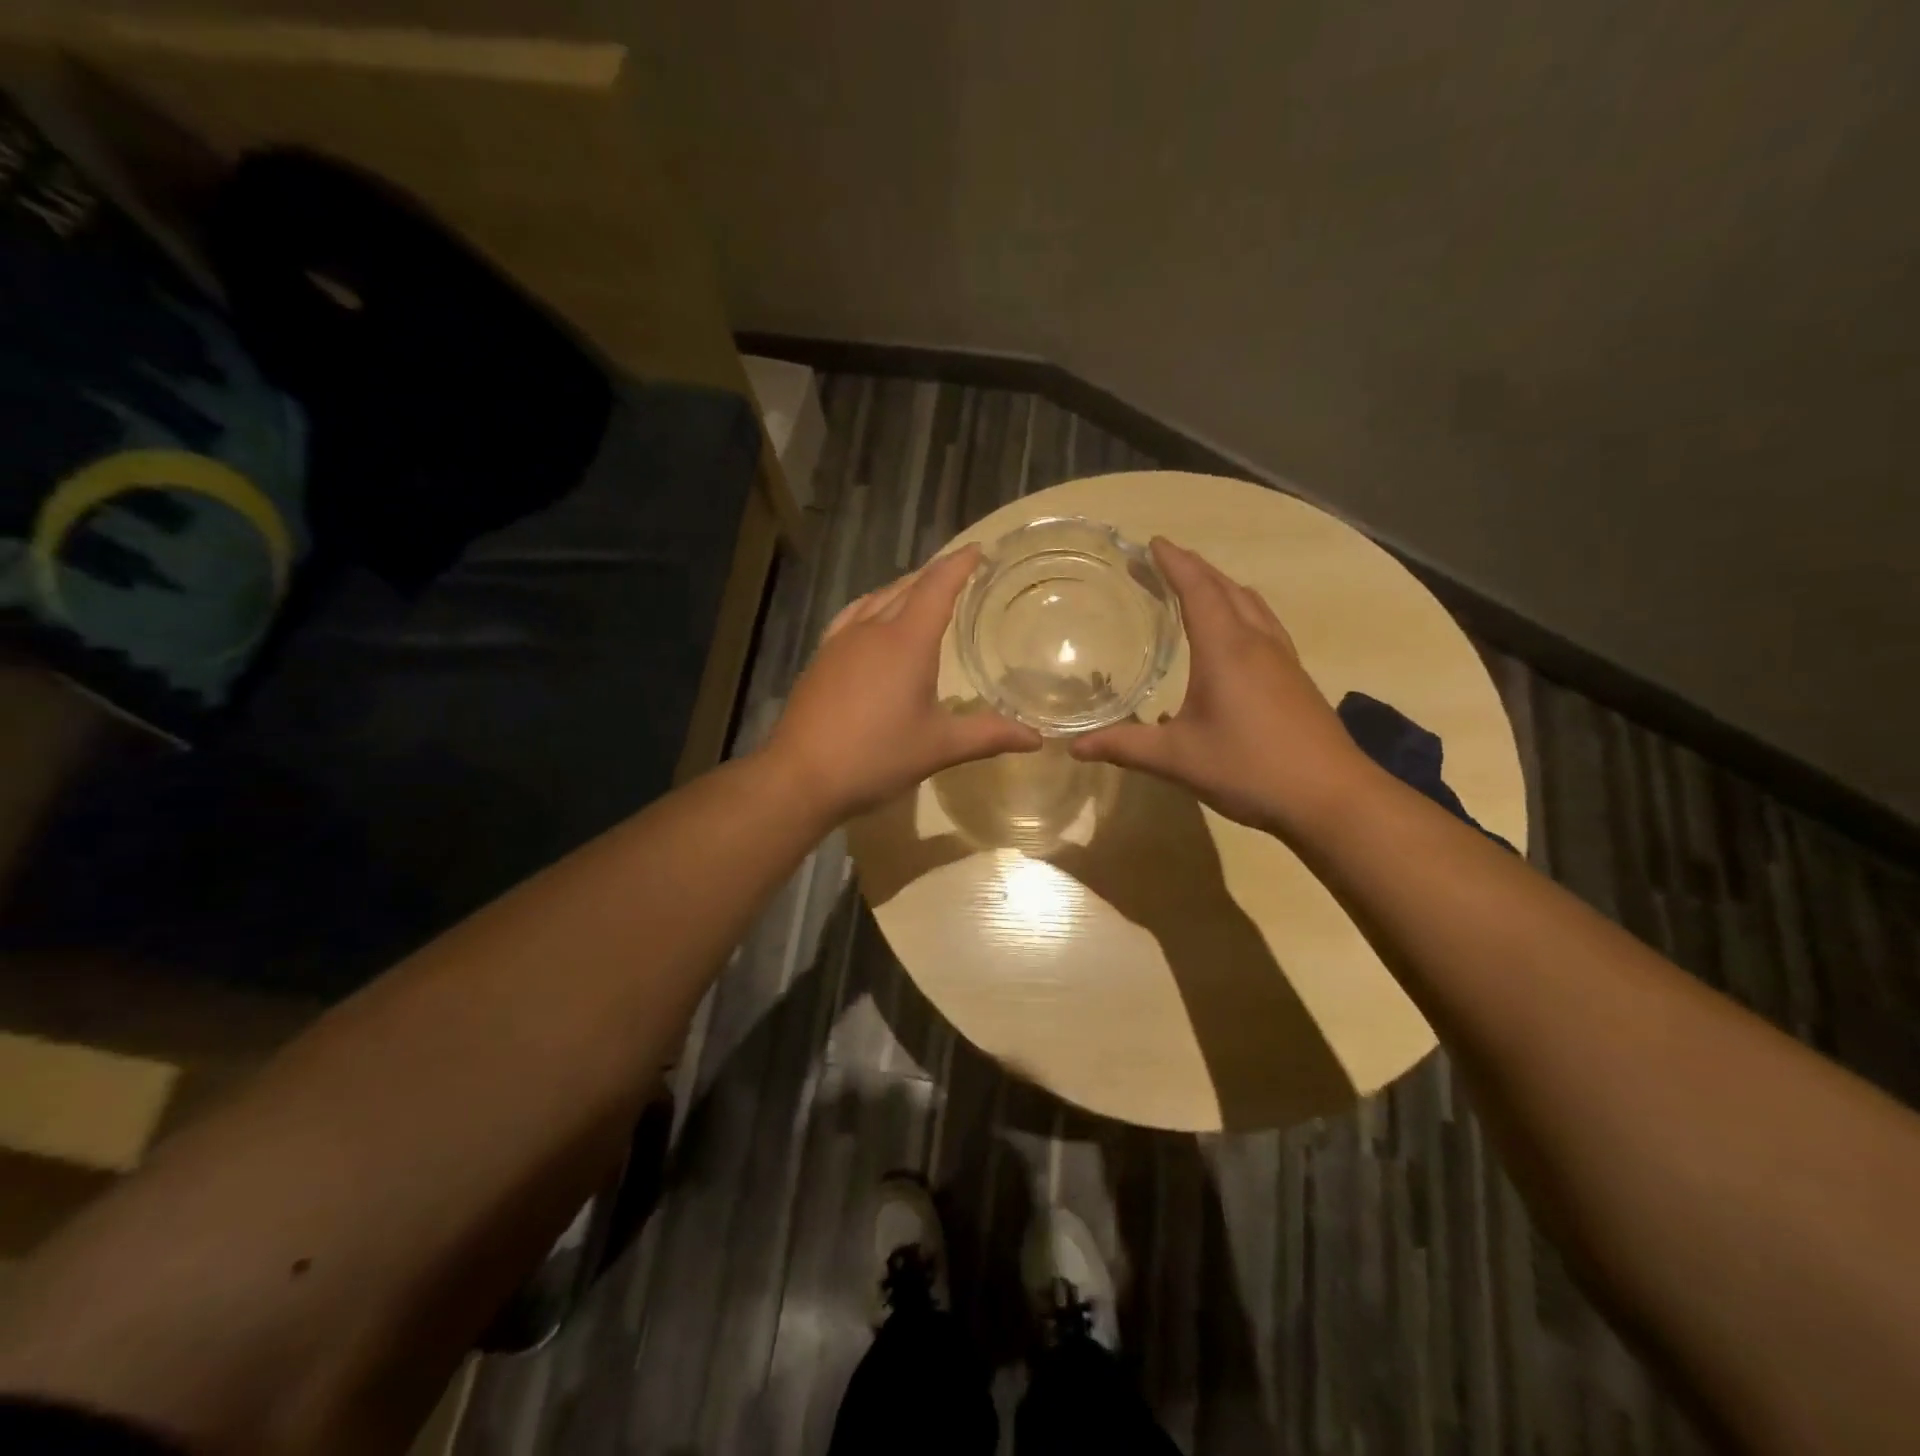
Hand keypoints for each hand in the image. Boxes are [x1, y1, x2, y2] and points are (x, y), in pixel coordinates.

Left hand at [767, 546, 1041, 819]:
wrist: (801, 775)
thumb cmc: (876, 756)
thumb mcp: (939, 747)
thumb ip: (988, 736)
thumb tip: (1036, 739)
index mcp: (907, 641)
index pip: (938, 586)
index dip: (960, 564)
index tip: (979, 550)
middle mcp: (873, 630)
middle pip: (907, 587)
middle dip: (935, 574)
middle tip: (960, 572)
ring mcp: (841, 641)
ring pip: (877, 598)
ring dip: (903, 588)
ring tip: (922, 591)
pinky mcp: (822, 658)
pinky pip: (853, 615)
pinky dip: (873, 606)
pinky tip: (872, 620)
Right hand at [1069, 538, 1373, 834]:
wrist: (1331, 798)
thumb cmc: (1250, 768)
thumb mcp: (1178, 759)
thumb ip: (1125, 747)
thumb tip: (1074, 747)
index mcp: (1226, 649)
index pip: (1198, 590)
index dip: (1174, 563)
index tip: (1152, 543)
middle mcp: (1257, 643)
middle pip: (1227, 589)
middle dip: (1195, 569)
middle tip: (1165, 562)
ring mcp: (1283, 660)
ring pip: (1252, 606)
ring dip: (1223, 588)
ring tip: (1198, 589)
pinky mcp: (1296, 680)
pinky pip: (1265, 627)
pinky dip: (1242, 613)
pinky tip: (1232, 642)